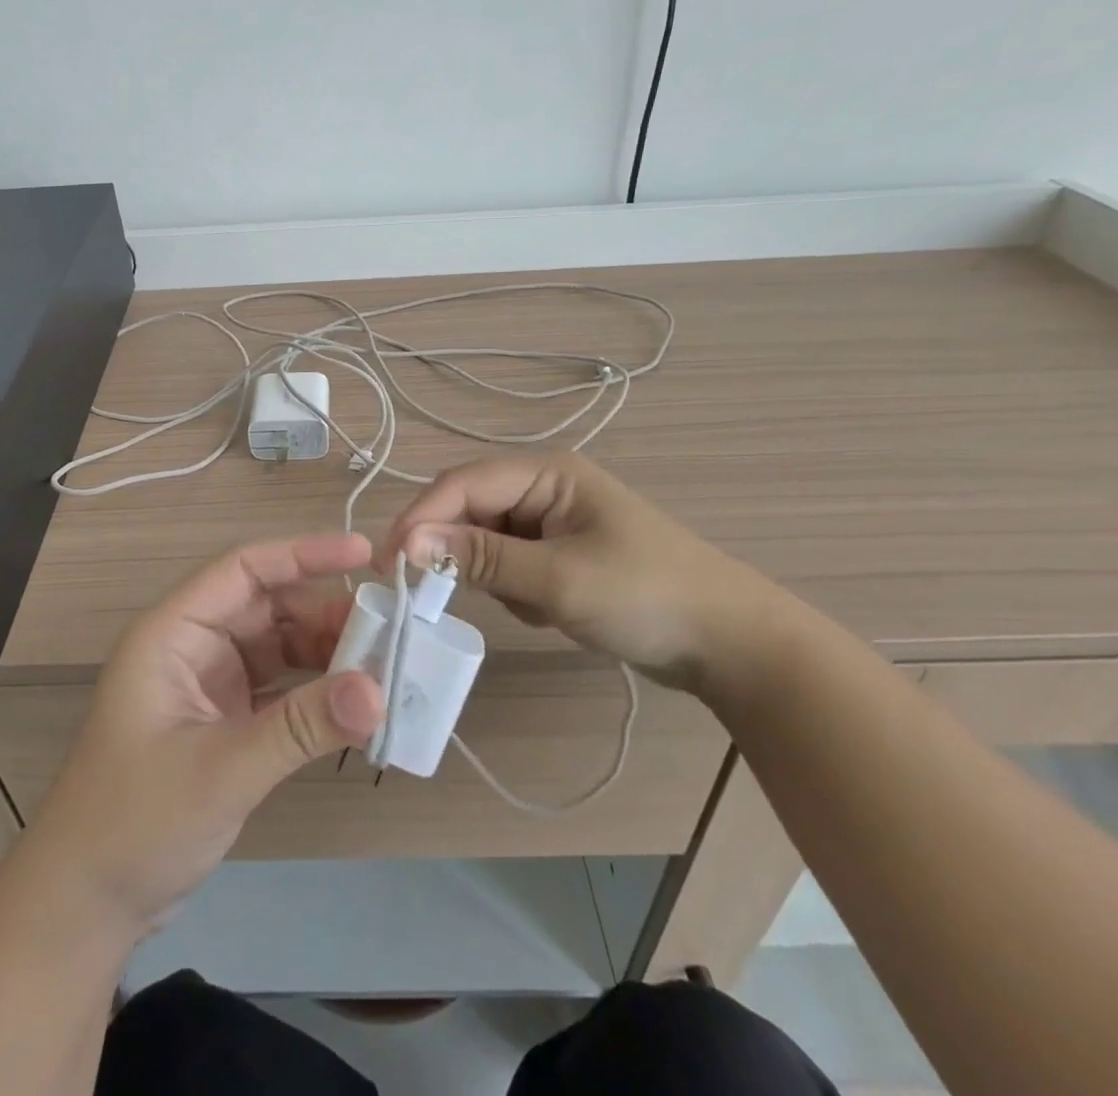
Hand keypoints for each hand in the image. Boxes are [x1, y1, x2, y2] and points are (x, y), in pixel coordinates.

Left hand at [20, 534, 384, 933]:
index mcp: (173, 632)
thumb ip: (300, 726)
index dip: (303, 554)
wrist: (83, 904)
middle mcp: (192, 645)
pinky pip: (278, 686)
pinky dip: (313, 689)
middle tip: (389, 627)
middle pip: (267, 605)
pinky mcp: (223, 718)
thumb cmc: (134, 821)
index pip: (244, 569)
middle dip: (325, 612)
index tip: (364, 554)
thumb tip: (377, 691)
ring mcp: (208, 682)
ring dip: (325, 652)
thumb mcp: (222, 769)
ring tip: (381, 664)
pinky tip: (352, 701)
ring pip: (277, 644)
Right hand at [376, 454, 785, 691]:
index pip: (462, 484)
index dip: (420, 519)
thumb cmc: (646, 597)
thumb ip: (479, 558)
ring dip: (492, 577)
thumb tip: (406, 542)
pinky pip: (509, 565)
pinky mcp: (558, 553)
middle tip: (435, 594)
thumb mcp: (557, 579)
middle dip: (456, 551)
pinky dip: (515, 591)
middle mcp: (543, 486)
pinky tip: (549, 612)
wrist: (729, 645)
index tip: (387, 564)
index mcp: (546, 472)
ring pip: (485, 541)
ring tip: (533, 606)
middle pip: (469, 509)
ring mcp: (551, 521)